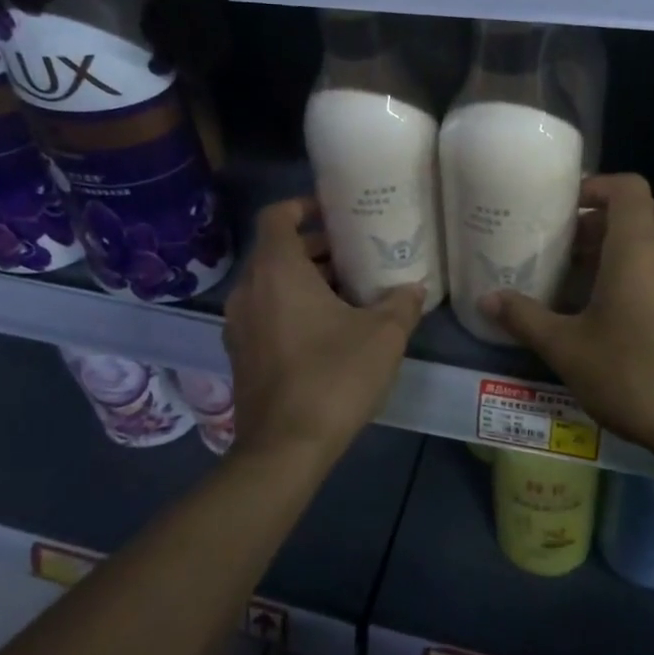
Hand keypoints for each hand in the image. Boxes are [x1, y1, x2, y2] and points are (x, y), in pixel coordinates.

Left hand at [223, 197, 424, 462]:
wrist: (285, 449)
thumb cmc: (333, 378)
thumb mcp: (383, 336)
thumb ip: (401, 304)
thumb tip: (414, 288)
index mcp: (277, 271)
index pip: (277, 216)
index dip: (304, 206)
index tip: (336, 212)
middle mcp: (249, 290)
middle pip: (277, 251)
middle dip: (315, 247)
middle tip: (355, 252)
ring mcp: (239, 325)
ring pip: (271, 284)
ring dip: (306, 279)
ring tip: (350, 290)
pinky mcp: (241, 354)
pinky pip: (266, 312)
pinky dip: (292, 306)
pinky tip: (329, 329)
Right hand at [481, 174, 653, 464]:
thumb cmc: (632, 375)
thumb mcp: (567, 349)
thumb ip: (525, 318)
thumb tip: (487, 299)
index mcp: (640, 249)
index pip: (627, 187)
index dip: (596, 185)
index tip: (564, 205)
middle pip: (639, 212)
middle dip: (600, 220)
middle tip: (564, 243)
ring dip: (619, 247)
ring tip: (579, 275)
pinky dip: (639, 270)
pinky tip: (611, 308)